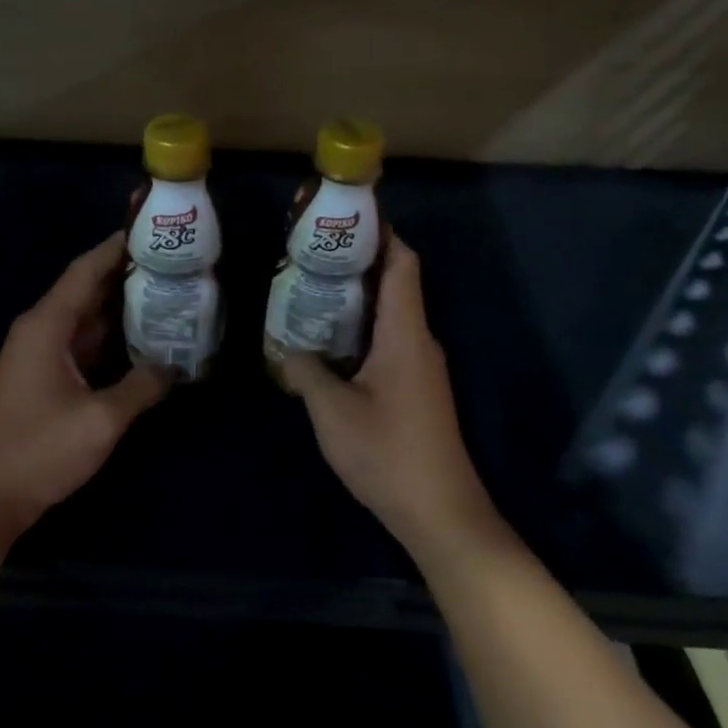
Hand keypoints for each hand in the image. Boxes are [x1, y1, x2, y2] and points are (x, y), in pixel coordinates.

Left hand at [0, 233, 166, 555]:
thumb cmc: (38, 451)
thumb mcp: (100, 420)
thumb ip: (141, 387)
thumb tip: (174, 366)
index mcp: (47, 325)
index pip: (86, 270)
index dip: (118, 248)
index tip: (153, 231)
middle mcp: (40, 331)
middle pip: (88, 292)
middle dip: (129, 277)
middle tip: (175, 266)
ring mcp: (39, 356)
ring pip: (87, 321)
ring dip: (123, 311)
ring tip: (170, 297)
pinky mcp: (42, 380)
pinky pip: (81, 347)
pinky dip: (111, 341)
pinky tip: (144, 343)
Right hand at [284, 237, 506, 567]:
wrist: (440, 512)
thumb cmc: (387, 454)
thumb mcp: (333, 412)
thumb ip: (307, 372)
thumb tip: (287, 346)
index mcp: (405, 335)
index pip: (402, 264)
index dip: (381, 233)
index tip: (345, 216)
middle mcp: (419, 341)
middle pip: (395, 283)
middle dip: (357, 261)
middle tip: (310, 252)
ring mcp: (420, 366)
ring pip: (390, 314)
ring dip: (356, 297)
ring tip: (310, 287)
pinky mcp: (415, 388)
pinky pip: (388, 341)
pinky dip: (360, 328)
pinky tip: (328, 339)